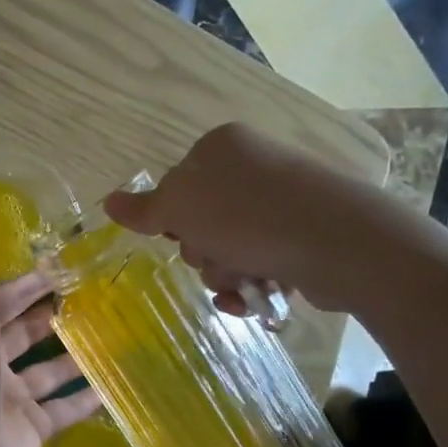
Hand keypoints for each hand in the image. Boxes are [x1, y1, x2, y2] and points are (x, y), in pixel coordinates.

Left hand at [0, 234, 101, 446]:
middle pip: (22, 333)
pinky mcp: (32, 429)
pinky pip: (64, 409)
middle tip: (90, 296)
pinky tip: (112, 383)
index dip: (26, 282)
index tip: (61, 265)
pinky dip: (86, 398)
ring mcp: (9, 398)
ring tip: (108, 333)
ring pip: (45, 371)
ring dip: (71, 354)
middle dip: (48, 314)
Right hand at [103, 122, 426, 316]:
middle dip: (201, 251)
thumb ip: (144, 209)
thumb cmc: (248, 217)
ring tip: (243, 280)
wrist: (338, 243)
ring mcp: (281, 202)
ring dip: (224, 273)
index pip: (175, 186)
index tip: (180, 235)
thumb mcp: (181, 207)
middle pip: (200, 221)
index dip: (172, 219)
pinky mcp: (302, 236)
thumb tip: (109, 202)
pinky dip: (250, 285)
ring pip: (227, 249)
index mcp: (222, 148)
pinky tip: (255, 298)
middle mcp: (253, 168)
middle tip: (215, 256)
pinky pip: (258, 264)